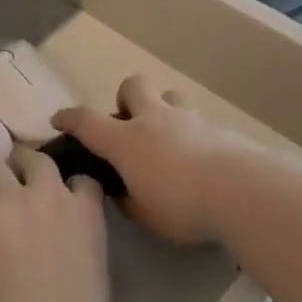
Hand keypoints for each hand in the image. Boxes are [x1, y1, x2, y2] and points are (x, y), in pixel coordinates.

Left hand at [0, 147, 109, 301]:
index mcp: (84, 211)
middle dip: (21, 167)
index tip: (59, 198)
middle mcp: (47, 194)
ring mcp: (8, 203)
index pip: (80, 178)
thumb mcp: (96, 270)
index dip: (67, 186)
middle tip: (12, 188)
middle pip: (32, 158)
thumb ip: (82, 242)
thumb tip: (66, 242)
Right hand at [52, 74, 261, 245]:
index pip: (86, 121)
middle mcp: (154, 120)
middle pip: (133, 85)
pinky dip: (194, 133)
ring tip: (168, 137)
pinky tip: (202, 159)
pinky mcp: (219, 128)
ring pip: (170, 95)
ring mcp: (189, 119)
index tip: (59, 120)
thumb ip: (128, 201)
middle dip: (126, 98)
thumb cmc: (183, 206)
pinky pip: (200, 120)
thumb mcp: (145, 215)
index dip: (68, 118)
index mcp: (125, 140)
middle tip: (130, 124)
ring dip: (163, 109)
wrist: (243, 192)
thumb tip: (122, 192)